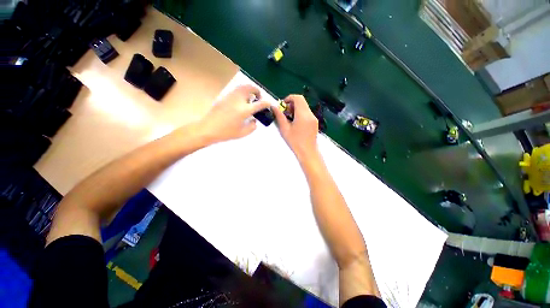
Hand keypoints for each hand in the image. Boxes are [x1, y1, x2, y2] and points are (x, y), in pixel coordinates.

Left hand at [198, 85, 270, 143]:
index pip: (259, 103)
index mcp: (244, 110)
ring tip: (250, 97)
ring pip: (242, 86)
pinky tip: (241, 100)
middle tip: (258, 97)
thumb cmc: (226, 133)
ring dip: (249, 89)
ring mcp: (230, 97)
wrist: (208, 129)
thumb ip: (252, 126)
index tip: (269, 104)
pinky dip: (242, 91)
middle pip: (250, 88)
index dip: (267, 103)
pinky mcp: (224, 96)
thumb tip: (254, 120)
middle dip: (257, 90)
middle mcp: (238, 100)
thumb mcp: (243, 133)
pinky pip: (236, 89)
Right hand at [272, 95, 318, 161]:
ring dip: (296, 109)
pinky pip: (307, 113)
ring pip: (304, 107)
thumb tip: (274, 107)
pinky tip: (296, 123)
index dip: (289, 98)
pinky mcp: (315, 122)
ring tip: (289, 119)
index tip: (283, 106)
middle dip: (292, 104)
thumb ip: (279, 116)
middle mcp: (310, 114)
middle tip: (285, 113)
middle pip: (302, 101)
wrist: (308, 152)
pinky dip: (300, 113)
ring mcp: (314, 118)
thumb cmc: (295, 142)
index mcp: (303, 115)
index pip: (298, 98)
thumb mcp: (284, 129)